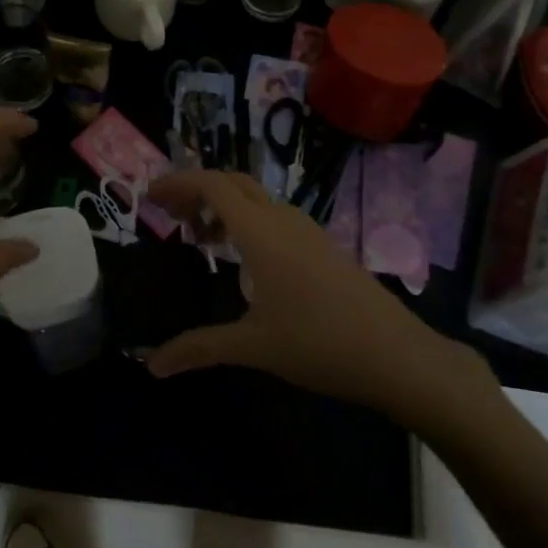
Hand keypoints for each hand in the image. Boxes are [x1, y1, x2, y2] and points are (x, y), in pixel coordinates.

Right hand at [145, 170, 497, 415]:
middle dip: (197, 189)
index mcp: (261, 232)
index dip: (178, 183)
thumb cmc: (320, 344)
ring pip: (256, 198)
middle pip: (233, 182)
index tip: (150, 196)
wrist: (397, 355)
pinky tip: (243, 258)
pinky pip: (274, 215)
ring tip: (201, 238)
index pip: (212, 185)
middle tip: (170, 215)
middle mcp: (283, 220)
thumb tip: (151, 365)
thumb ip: (200, 348)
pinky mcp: (323, 246)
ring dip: (224, 206)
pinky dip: (247, 221)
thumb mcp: (254, 346)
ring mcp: (307, 230)